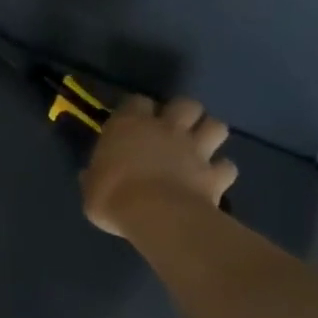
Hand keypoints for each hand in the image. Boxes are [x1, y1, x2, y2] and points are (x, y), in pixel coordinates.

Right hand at [82, 95, 237, 238]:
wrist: (157, 216)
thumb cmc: (113, 196)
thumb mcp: (90, 187)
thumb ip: (95, 176)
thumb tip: (90, 176)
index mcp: (129, 125)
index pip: (136, 101)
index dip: (137, 110)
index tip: (132, 123)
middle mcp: (165, 129)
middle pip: (186, 104)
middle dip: (184, 113)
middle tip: (174, 129)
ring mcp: (195, 149)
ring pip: (216, 126)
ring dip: (209, 134)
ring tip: (200, 147)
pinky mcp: (216, 174)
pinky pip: (227, 167)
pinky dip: (221, 171)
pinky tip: (212, 179)